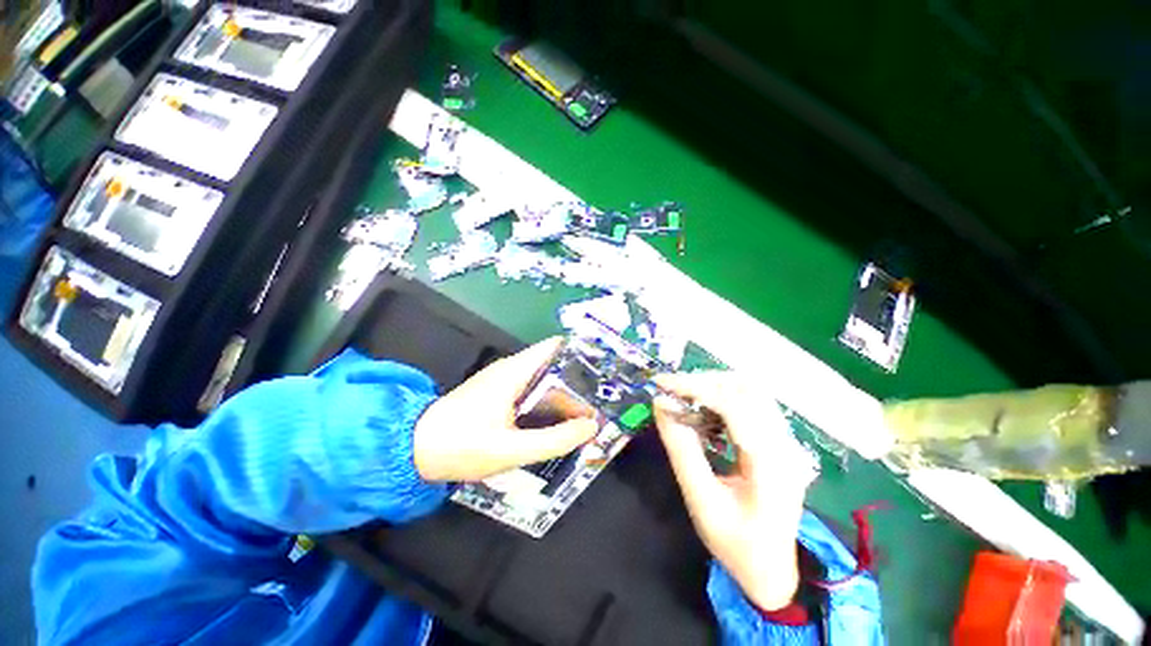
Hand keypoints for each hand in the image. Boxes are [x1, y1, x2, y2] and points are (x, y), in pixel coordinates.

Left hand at [414, 337, 598, 481]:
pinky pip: (532, 392)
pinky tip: (559, 421)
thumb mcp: (511, 449)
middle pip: (554, 366)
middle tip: (603, 399)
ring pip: (543, 381)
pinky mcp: (498, 394)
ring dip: (565, 394)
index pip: (555, 347)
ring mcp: (503, 381)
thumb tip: (591, 426)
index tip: (604, 369)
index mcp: (515, 371)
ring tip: (589, 413)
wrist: (413, 449)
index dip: (580, 353)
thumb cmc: (461, 445)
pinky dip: (549, 403)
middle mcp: (511, 369)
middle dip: (578, 380)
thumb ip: (554, 439)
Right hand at [653, 372, 817, 610]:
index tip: (662, 384)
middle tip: (670, 390)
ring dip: (712, 387)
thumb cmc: (736, 543)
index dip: (695, 387)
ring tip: (682, 397)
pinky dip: (721, 399)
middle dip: (703, 382)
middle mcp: (784, 443)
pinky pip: (750, 404)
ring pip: (749, 391)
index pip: (733, 404)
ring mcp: (785, 440)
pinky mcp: (777, 441)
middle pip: (745, 389)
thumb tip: (661, 405)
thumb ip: (681, 449)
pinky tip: (702, 412)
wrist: (771, 570)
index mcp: (771, 461)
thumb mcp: (701, 500)